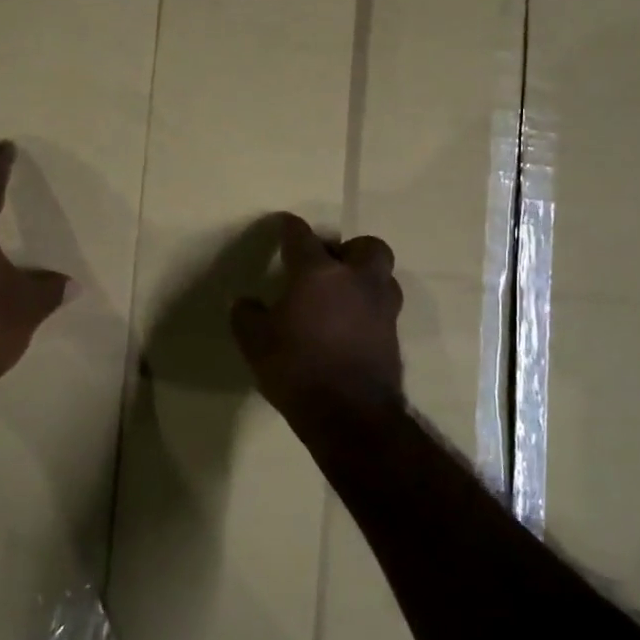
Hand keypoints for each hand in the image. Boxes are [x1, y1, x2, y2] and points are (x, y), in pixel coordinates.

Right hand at [230, 213, 403, 420]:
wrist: (349, 414)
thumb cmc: (297, 369)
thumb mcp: (256, 344)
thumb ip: (247, 317)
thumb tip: (245, 303)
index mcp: (318, 274)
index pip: (301, 238)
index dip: (290, 228)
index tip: (285, 224)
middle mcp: (356, 280)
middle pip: (366, 246)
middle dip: (349, 250)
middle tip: (330, 266)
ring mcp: (381, 307)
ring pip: (383, 276)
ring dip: (366, 278)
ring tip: (344, 296)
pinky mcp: (394, 334)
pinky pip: (384, 308)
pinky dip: (370, 309)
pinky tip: (351, 326)